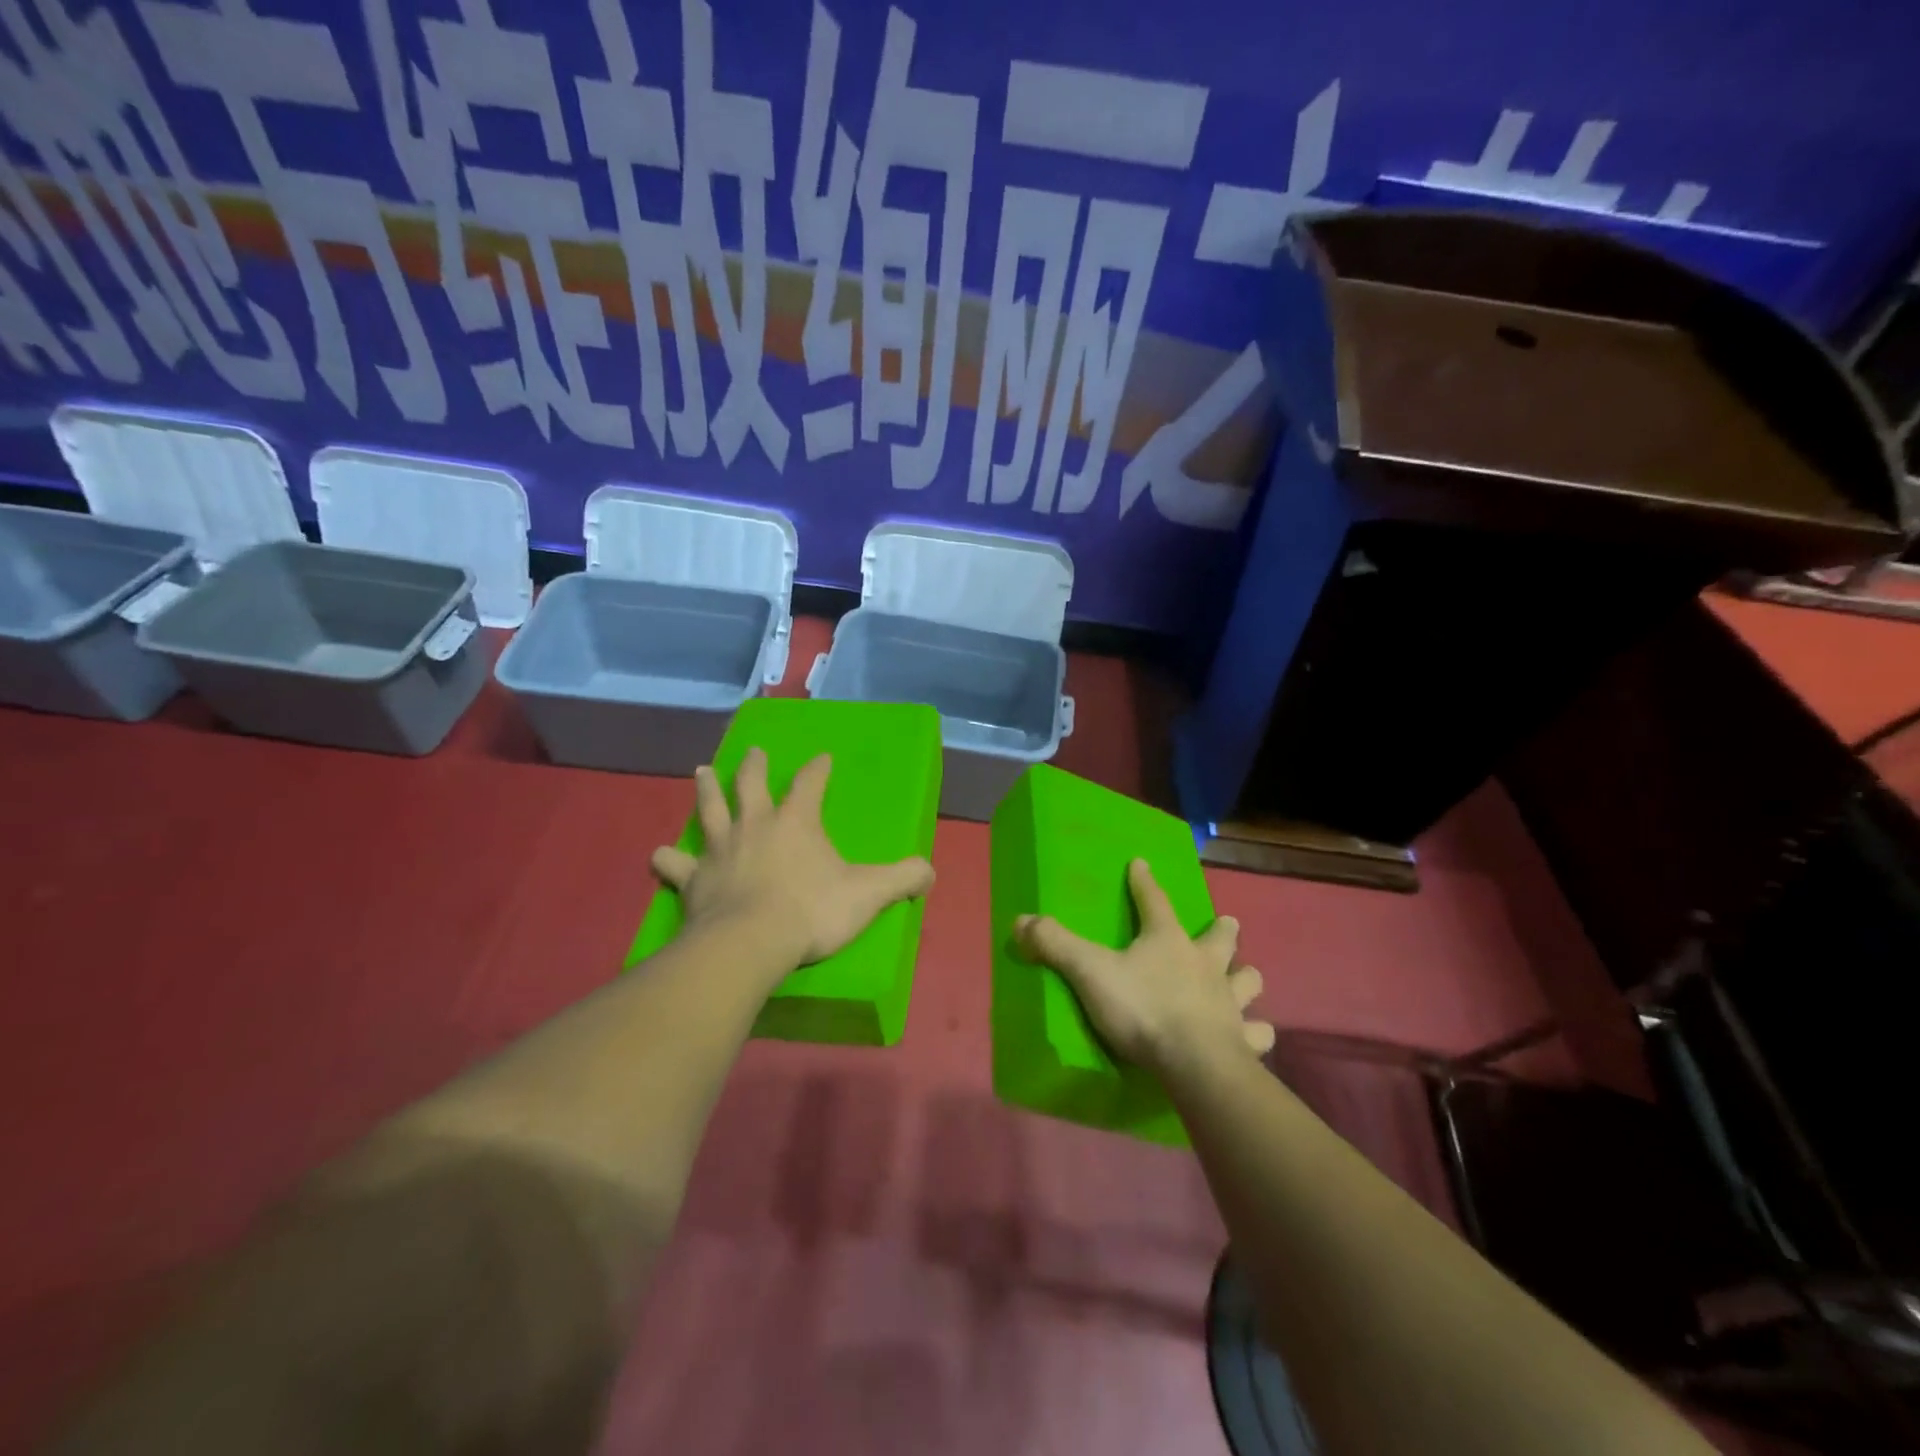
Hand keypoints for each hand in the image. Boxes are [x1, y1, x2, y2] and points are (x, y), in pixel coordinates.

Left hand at [651, 747, 934, 972]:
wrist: (750, 943)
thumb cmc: (811, 911)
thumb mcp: (868, 894)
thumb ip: (902, 878)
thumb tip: (931, 871)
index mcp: (797, 822)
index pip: (810, 783)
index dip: (818, 769)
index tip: (822, 757)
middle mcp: (755, 825)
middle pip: (751, 785)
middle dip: (755, 767)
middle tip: (753, 752)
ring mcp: (720, 850)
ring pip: (710, 810)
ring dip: (706, 790)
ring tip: (702, 771)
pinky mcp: (693, 879)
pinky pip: (675, 864)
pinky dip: (667, 859)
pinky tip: (659, 855)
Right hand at [1015, 859, 1272, 1077]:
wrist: (1194, 1064)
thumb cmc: (1143, 1009)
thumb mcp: (1090, 972)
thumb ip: (1055, 945)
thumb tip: (1019, 920)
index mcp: (1168, 941)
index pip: (1154, 901)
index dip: (1145, 882)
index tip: (1142, 863)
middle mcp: (1205, 964)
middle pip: (1220, 938)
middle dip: (1222, 930)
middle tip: (1226, 924)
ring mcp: (1230, 1002)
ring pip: (1248, 981)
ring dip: (1246, 977)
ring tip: (1246, 977)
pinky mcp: (1244, 1040)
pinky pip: (1258, 1032)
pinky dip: (1257, 1031)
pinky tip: (1256, 1034)